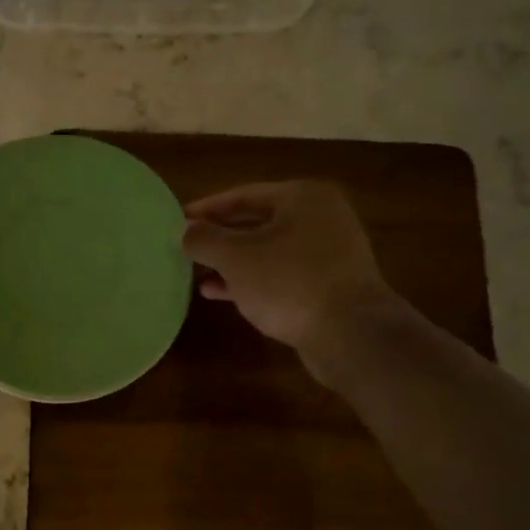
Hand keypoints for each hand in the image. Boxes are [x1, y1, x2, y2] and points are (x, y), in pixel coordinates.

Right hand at [181, 180, 399, 377]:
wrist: (352, 335)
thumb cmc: (290, 283)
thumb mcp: (236, 257)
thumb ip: (205, 239)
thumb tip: (184, 230)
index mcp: (303, 198)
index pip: (243, 195)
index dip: (206, 209)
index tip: (177, 221)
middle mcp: (320, 218)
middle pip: (257, 222)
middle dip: (219, 237)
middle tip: (186, 247)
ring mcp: (328, 253)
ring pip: (267, 251)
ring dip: (231, 262)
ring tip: (196, 273)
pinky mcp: (328, 285)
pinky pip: (280, 274)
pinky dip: (251, 280)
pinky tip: (219, 294)